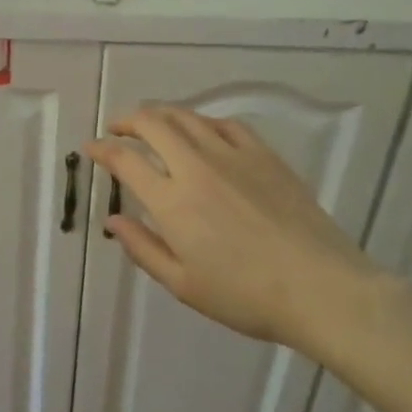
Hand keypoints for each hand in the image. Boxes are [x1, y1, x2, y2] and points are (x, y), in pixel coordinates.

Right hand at [85, 107, 383, 356]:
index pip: (125, 160)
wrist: (321, 288)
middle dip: (127, 121)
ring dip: (161, 115)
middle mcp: (196, 166)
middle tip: (117, 130)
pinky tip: (201, 132)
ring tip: (152, 125)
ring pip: (186, 117)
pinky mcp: (263, 154)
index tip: (91, 148)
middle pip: (152, 123)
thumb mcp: (184, 285)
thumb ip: (143, 248)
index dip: (101, 149)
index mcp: (172, 200)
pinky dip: (202, 122)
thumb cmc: (246, 296)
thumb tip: (113, 221)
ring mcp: (232, 155)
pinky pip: (224, 124)